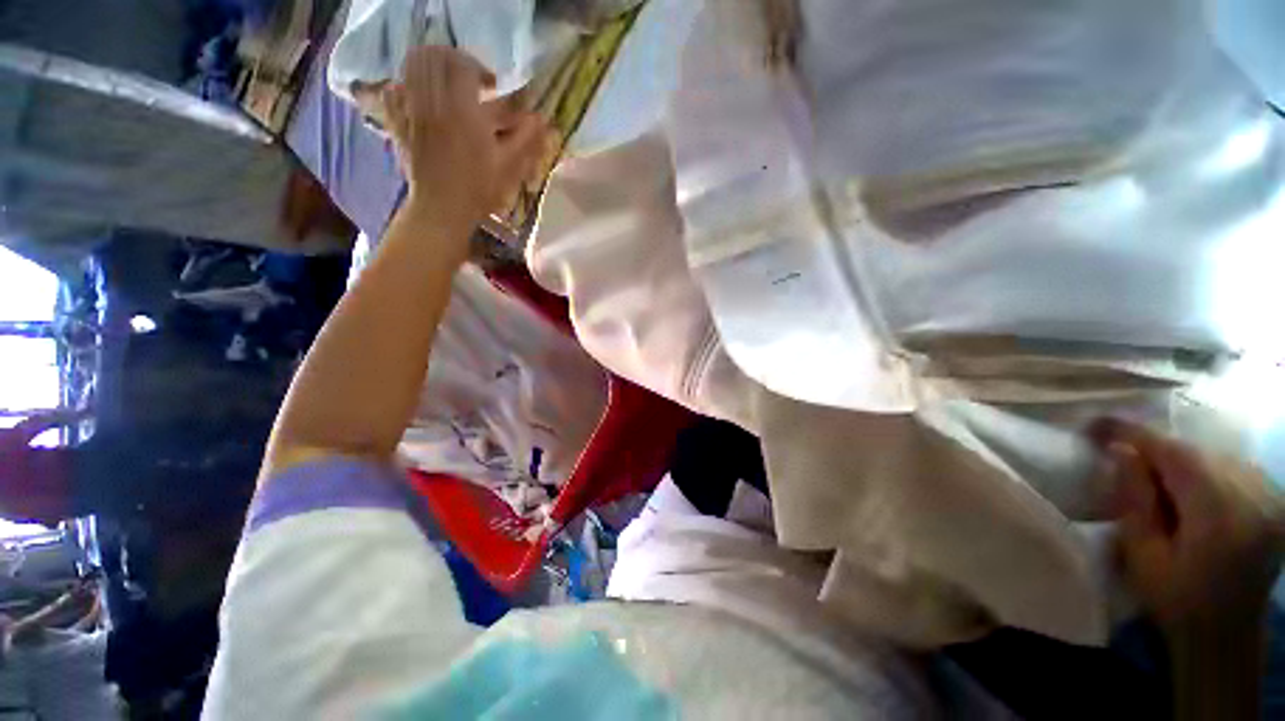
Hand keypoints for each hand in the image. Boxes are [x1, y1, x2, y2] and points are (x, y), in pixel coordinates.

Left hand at [381, 46, 548, 241]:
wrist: (442, 209)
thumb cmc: (478, 190)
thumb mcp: (508, 166)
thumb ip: (526, 139)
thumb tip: (544, 119)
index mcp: (462, 110)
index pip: (463, 64)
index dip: (480, 68)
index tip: (492, 86)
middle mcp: (433, 102)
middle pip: (434, 56)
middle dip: (454, 60)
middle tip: (469, 78)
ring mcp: (411, 110)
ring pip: (412, 66)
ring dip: (432, 66)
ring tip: (447, 83)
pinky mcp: (398, 122)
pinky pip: (393, 90)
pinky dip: (405, 83)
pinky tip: (419, 95)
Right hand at [1094, 419, 1283, 633]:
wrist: (1226, 636)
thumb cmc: (1176, 602)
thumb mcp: (1143, 555)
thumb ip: (1135, 500)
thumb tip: (1121, 451)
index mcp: (1219, 512)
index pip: (1174, 453)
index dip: (1134, 434)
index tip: (1096, 425)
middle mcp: (1253, 495)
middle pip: (1198, 453)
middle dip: (1157, 449)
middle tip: (1120, 453)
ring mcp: (1271, 498)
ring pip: (1217, 457)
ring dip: (1181, 459)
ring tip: (1153, 473)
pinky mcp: (1276, 502)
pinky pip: (1235, 468)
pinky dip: (1206, 468)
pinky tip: (1190, 485)